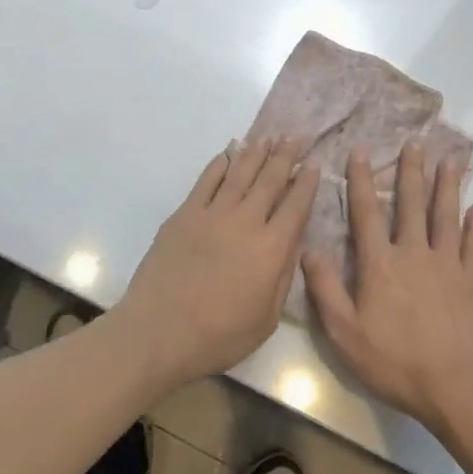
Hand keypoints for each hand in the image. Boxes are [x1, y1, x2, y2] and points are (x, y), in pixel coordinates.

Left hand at [113, 137, 320, 388]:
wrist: (159, 331)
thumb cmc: (219, 336)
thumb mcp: (266, 318)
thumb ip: (284, 275)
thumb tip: (295, 241)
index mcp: (271, 248)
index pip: (295, 206)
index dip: (306, 183)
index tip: (313, 164)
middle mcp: (245, 221)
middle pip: (270, 181)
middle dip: (285, 157)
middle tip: (295, 137)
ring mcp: (212, 213)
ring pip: (240, 174)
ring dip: (255, 153)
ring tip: (268, 137)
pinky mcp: (184, 214)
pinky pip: (206, 180)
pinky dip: (220, 164)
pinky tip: (229, 154)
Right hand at [303, 142, 472, 435]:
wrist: (457, 387)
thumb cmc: (395, 362)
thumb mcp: (345, 333)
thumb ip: (325, 289)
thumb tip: (307, 249)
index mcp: (380, 264)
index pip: (367, 213)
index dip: (361, 180)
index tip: (361, 151)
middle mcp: (414, 253)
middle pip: (411, 204)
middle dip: (411, 171)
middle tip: (415, 142)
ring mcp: (448, 265)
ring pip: (446, 216)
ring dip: (446, 186)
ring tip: (449, 160)